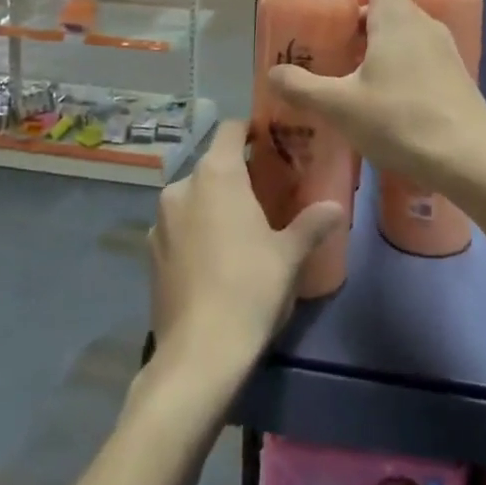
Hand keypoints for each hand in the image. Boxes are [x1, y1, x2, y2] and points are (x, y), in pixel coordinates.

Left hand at [149, 119, 341, 377]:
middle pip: (212, 165)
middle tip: (265, 192)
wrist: (199, 354)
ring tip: (240, 229)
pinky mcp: (150, 253)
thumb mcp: (290, 255)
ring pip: (193, 197)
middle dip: (236, 173)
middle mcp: (182, 186)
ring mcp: (160, 221)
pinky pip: (178, 226)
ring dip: (213, 203)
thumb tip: (336, 207)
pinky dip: (195, 231)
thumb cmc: (250, 287)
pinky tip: (215, 260)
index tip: (270, 141)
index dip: (249, 130)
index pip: (230, 130)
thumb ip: (312, 223)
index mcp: (216, 174)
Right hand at [269, 0, 485, 190]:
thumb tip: (273, 73)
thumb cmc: (404, 121)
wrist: (474, 162)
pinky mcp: (451, 73)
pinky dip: (391, 59)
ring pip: (399, 27)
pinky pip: (415, 51)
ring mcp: (441, 47)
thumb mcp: (342, 107)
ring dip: (370, 39)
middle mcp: (421, 21)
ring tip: (343, 71)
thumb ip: (303, 88)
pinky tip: (376, 97)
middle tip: (323, 36)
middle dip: (352, 11)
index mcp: (395, 14)